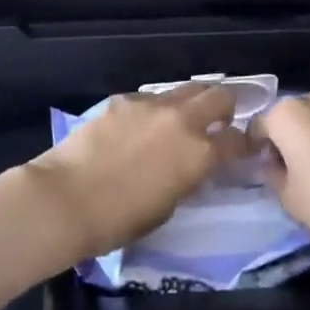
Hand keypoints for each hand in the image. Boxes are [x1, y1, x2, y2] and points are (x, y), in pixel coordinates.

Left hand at [23, 83, 251, 261]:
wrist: (67, 198)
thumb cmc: (119, 220)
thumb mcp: (167, 208)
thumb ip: (187, 179)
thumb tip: (190, 167)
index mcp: (198, 154)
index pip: (236, 140)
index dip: (242, 144)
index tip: (240, 149)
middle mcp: (181, 120)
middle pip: (219, 95)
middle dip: (226, 106)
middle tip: (220, 121)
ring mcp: (151, 104)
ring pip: (186, 89)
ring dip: (192, 103)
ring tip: (182, 120)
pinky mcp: (123, 99)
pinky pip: (151, 97)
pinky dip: (156, 109)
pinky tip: (140, 126)